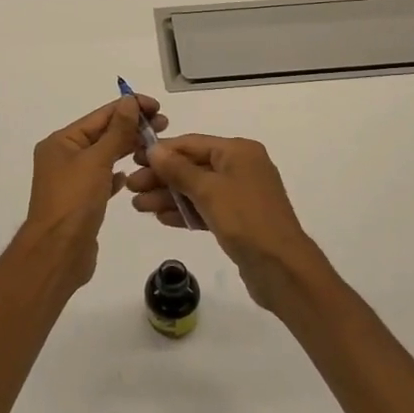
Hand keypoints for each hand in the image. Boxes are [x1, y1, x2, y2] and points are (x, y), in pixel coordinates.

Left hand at [23, 94, 162, 288]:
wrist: (58, 253)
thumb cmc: (74, 201)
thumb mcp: (97, 160)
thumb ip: (116, 131)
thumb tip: (128, 101)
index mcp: (62, 142)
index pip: (100, 116)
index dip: (129, 108)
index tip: (157, 106)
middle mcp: (63, 157)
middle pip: (102, 134)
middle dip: (132, 128)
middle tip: (165, 126)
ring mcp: (71, 181)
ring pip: (104, 157)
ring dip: (127, 149)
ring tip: (155, 147)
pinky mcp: (81, 202)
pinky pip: (102, 180)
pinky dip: (116, 174)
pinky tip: (131, 175)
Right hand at [127, 134, 320, 313]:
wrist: (282, 268)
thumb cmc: (245, 219)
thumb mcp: (208, 190)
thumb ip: (179, 169)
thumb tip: (154, 148)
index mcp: (238, 151)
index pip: (192, 144)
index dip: (161, 151)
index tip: (133, 159)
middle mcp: (241, 167)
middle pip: (193, 167)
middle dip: (161, 177)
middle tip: (131, 188)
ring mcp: (241, 195)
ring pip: (197, 190)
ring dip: (168, 196)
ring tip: (138, 207)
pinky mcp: (239, 220)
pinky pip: (206, 209)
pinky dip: (185, 212)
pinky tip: (161, 218)